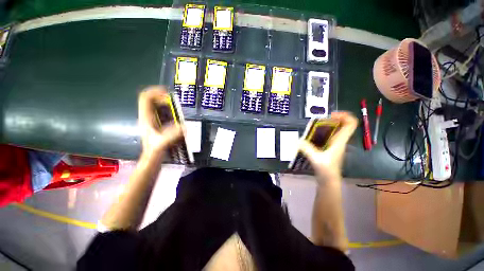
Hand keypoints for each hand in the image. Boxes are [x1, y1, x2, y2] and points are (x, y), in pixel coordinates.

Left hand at [138, 86, 182, 157]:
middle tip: (174, 101)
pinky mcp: (158, 124)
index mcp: (146, 118)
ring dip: (166, 103)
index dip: (155, 93)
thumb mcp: (162, 143)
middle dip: (162, 97)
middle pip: (151, 99)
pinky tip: (176, 115)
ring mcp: (153, 120)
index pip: (145, 98)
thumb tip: (184, 126)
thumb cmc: (155, 151)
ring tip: (176, 107)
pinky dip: (169, 110)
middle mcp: (148, 116)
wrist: (153, 158)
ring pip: (156, 105)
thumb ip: (172, 135)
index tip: (168, 95)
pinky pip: (162, 112)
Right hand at [299, 112, 357, 182]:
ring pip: (336, 130)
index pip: (351, 123)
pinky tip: (311, 136)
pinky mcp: (330, 148)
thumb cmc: (326, 170)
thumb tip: (298, 140)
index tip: (331, 115)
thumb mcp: (316, 158)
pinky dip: (322, 132)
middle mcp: (339, 141)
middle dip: (332, 119)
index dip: (344, 115)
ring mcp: (335, 144)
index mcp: (340, 141)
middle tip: (319, 121)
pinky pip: (329, 136)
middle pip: (343, 124)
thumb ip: (307, 148)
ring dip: (326, 126)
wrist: (329, 181)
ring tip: (314, 127)